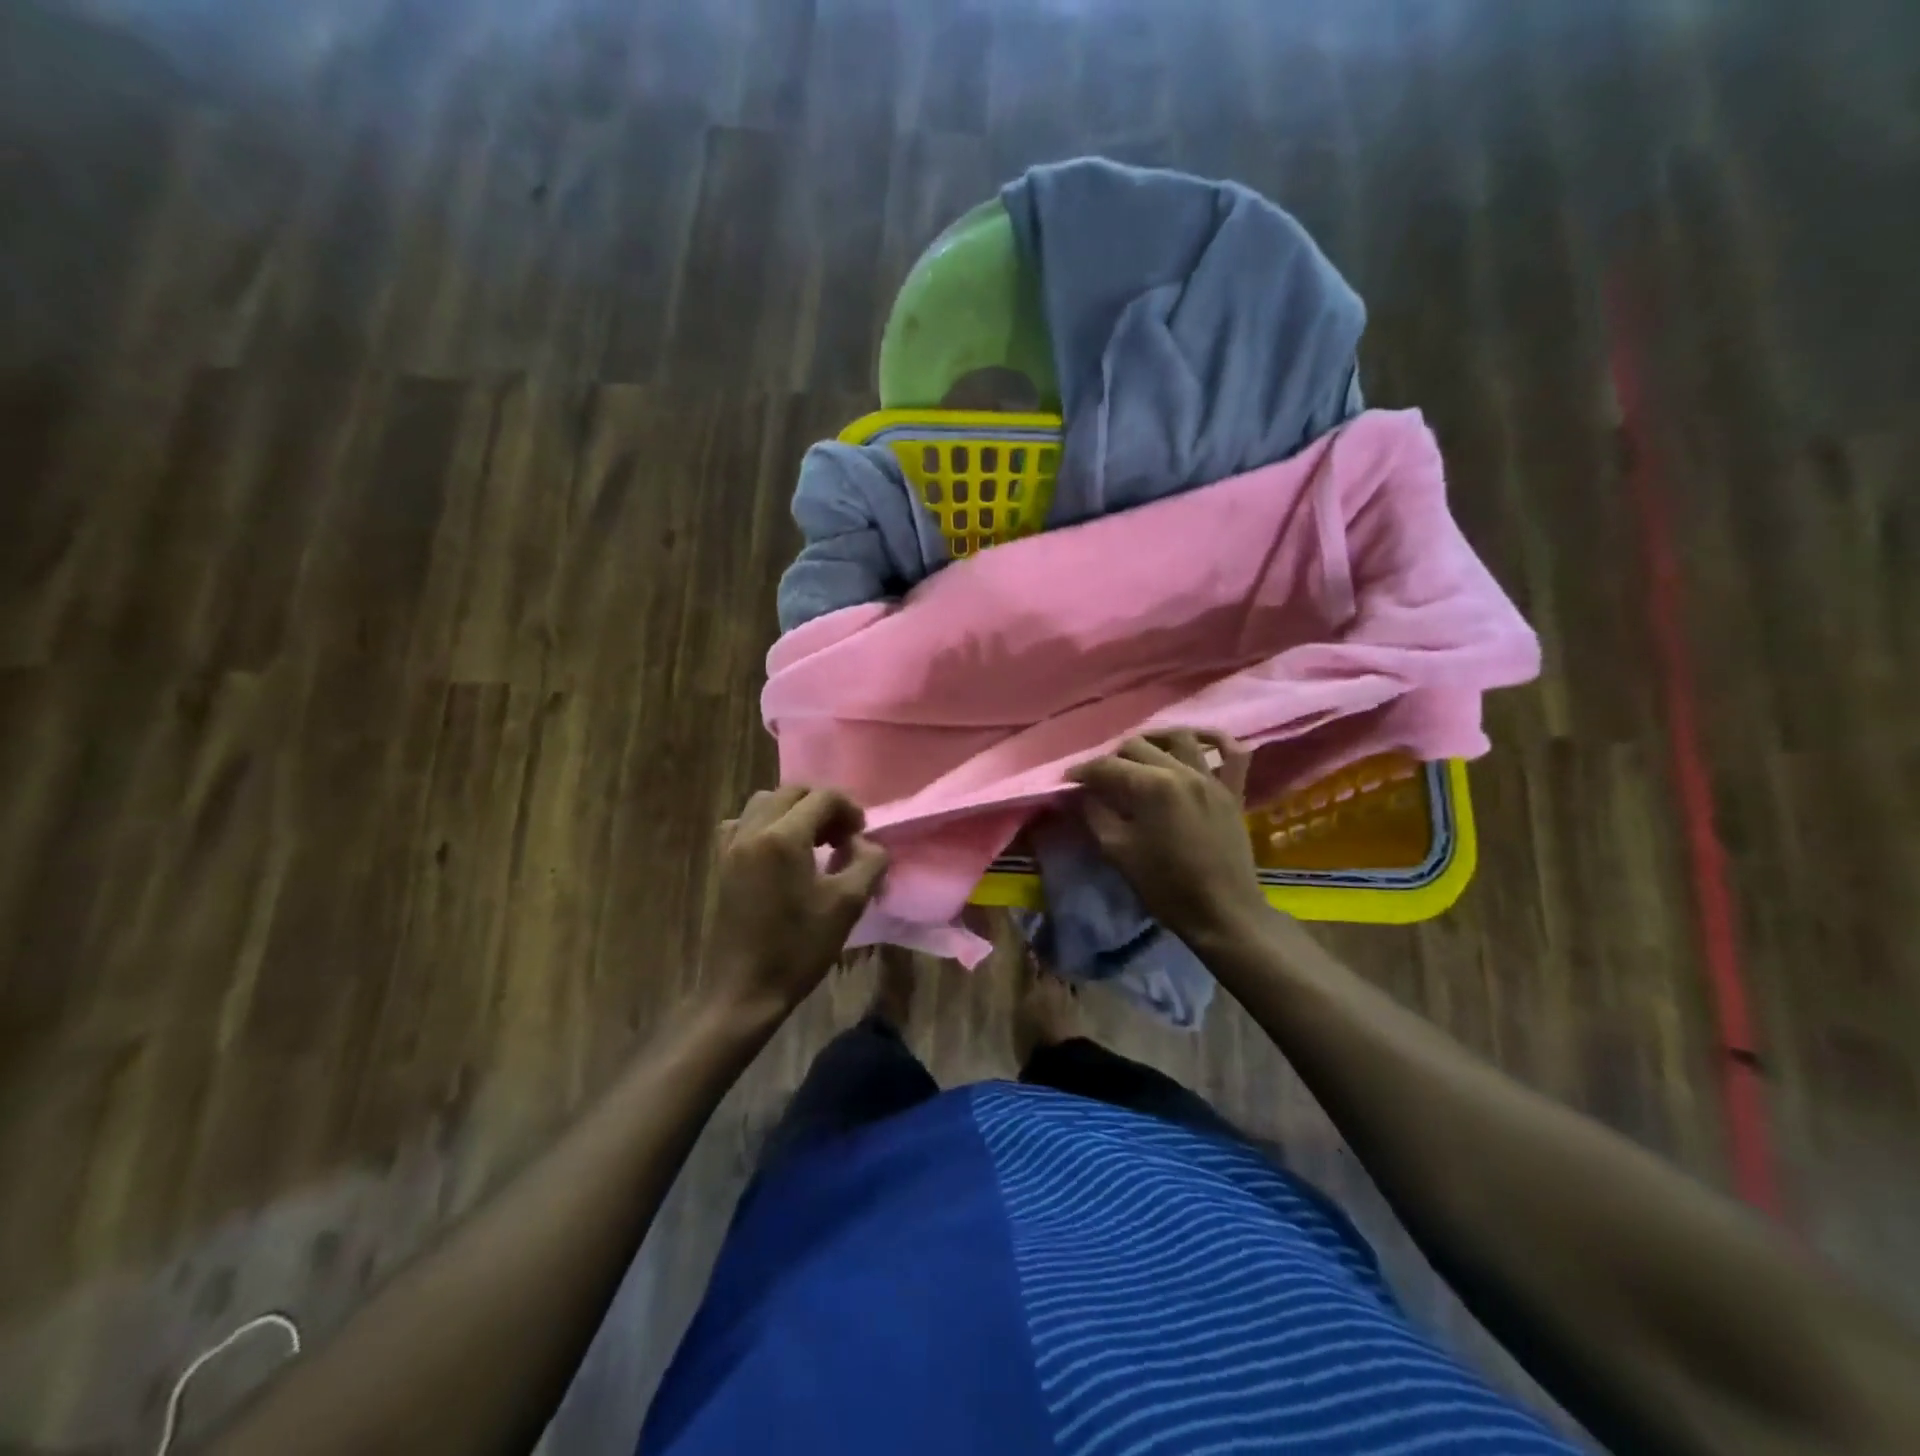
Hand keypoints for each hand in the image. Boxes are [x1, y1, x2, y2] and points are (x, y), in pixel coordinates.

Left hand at [705, 786, 888, 1021]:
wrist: (744, 990)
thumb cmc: (798, 948)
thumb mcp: (847, 904)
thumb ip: (868, 862)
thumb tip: (867, 843)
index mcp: (783, 837)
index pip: (823, 797)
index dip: (849, 809)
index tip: (862, 836)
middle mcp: (752, 830)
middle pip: (792, 792)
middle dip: (822, 806)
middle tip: (842, 836)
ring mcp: (731, 845)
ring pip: (766, 803)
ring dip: (795, 812)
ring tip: (814, 842)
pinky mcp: (722, 863)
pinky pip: (744, 824)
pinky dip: (767, 825)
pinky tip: (781, 853)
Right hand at [1068, 731, 1266, 943]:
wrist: (1222, 913)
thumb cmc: (1166, 886)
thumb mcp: (1118, 852)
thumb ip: (1096, 814)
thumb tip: (1085, 793)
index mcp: (1151, 786)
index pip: (1108, 766)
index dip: (1083, 771)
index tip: (1068, 780)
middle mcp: (1182, 771)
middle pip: (1139, 746)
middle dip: (1113, 756)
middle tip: (1100, 777)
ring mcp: (1211, 778)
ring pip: (1180, 738)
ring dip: (1155, 739)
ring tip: (1141, 753)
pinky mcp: (1233, 791)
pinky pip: (1233, 753)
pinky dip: (1216, 741)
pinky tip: (1200, 742)